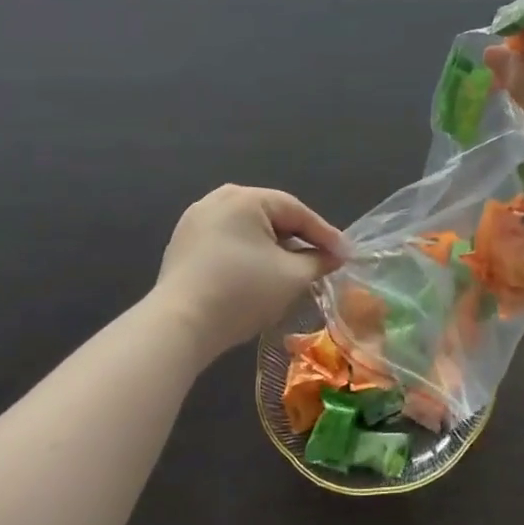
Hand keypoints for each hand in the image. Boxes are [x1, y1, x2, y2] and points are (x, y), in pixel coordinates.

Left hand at [155, 186, 347, 364]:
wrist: (178, 326)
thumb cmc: (241, 293)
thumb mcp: (291, 277)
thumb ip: (319, 261)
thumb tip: (335, 256)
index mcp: (246, 198)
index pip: (297, 211)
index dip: (325, 235)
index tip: (345, 255)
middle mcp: (218, 199)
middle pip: (271, 216)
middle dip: (298, 239)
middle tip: (322, 259)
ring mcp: (195, 220)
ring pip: (248, 228)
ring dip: (273, 247)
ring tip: (293, 268)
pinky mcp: (182, 244)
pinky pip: (227, 240)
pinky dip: (248, 253)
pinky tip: (258, 274)